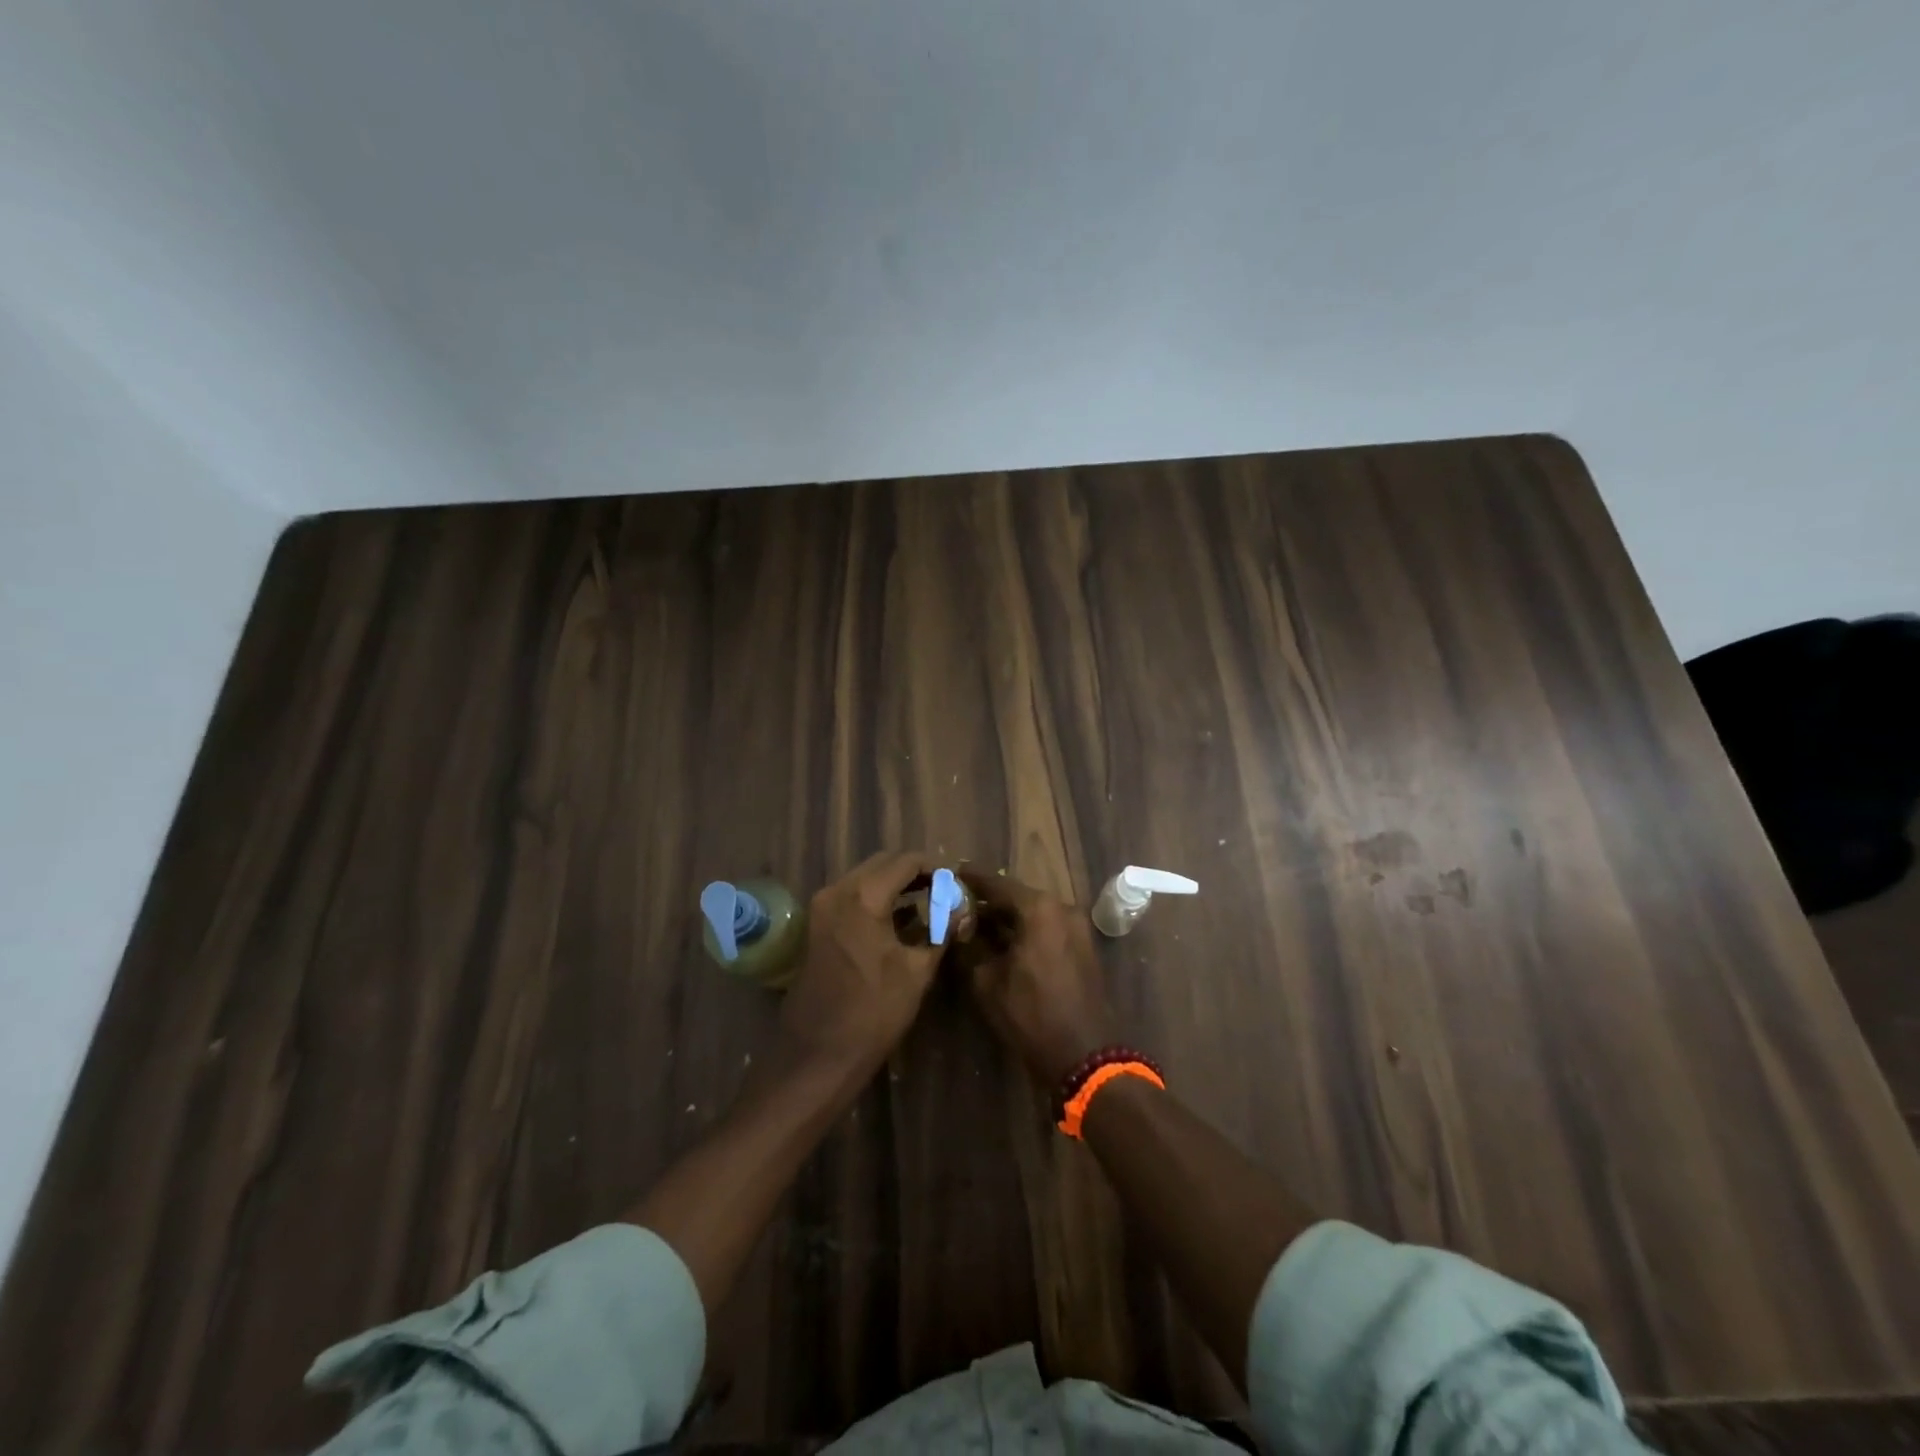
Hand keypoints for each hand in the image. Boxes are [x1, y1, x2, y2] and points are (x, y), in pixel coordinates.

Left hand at [779, 852, 943, 1072]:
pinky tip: (900, 919)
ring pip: (865, 878)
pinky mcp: (816, 926)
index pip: (906, 862)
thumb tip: (962, 908)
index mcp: (863, 896)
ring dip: (894, 885)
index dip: (935, 867)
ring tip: (928, 902)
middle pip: (882, 864)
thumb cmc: (873, 1012)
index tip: (957, 880)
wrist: (819, 1054)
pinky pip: (851, 897)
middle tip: (944, 889)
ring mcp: (821, 908)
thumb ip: (941, 929)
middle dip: (914, 872)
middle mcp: (837, 891)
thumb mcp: (917, 970)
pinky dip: (876, 899)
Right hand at [959, 870, 1120, 1086]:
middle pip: (1018, 896)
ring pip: (1034, 913)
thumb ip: (970, 945)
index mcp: (1039, 908)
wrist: (1084, 1054)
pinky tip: (1003, 942)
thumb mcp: (987, 981)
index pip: (998, 884)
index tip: (952, 872)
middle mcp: (1062, 908)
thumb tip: (959, 925)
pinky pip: (1048, 927)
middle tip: (960, 903)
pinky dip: (1025, 930)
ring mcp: (1077, 927)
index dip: (972, 879)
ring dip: (1007, 917)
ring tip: (977, 924)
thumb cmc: (1030, 1014)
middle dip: (989, 901)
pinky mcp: (1083, 946)